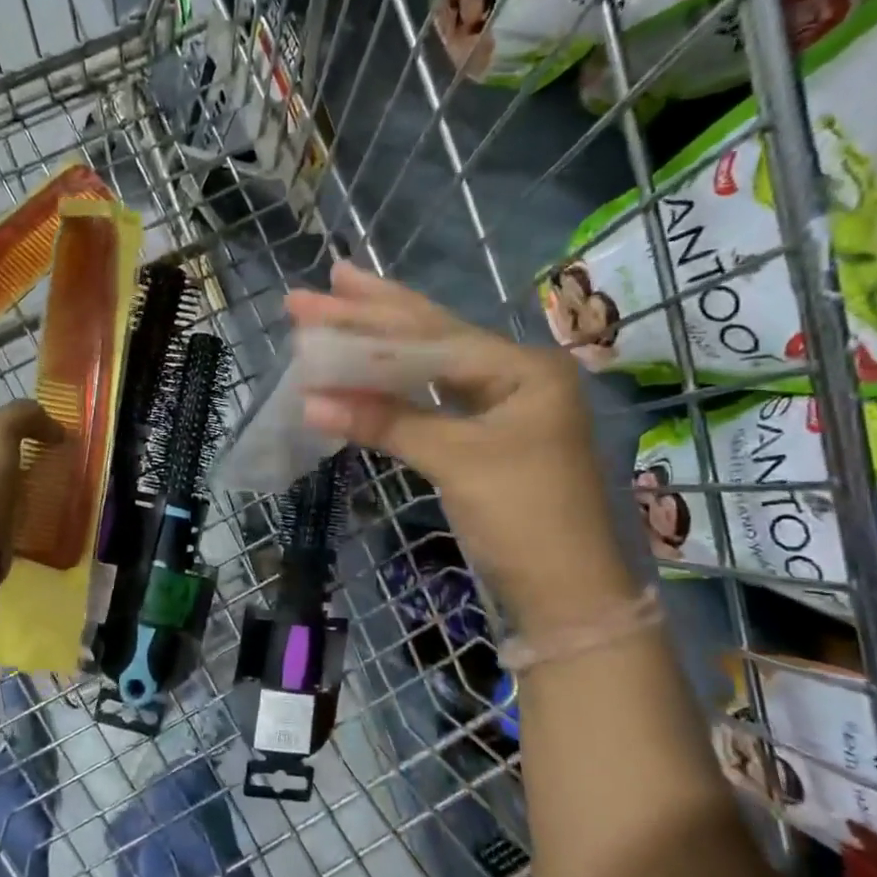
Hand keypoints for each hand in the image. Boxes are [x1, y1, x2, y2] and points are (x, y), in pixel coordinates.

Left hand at [0, 400, 62, 573]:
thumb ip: (25, 415)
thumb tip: (55, 428)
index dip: (21, 425)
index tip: (50, 437)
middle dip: (22, 456)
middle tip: (54, 461)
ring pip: (1, 484)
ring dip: (23, 485)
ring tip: (50, 488)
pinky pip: (6, 512)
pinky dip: (21, 511)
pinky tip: (37, 512)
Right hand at [288, 261, 628, 617]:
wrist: (567, 594)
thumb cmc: (524, 518)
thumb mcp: (456, 462)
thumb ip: (387, 422)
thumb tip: (309, 402)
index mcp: (524, 368)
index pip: (434, 333)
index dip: (371, 317)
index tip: (322, 293)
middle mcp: (515, 375)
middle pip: (433, 337)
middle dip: (375, 313)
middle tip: (325, 282)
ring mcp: (501, 407)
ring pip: (431, 366)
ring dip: (382, 346)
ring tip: (340, 308)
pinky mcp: (484, 437)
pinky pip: (432, 399)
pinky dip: (394, 388)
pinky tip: (368, 369)